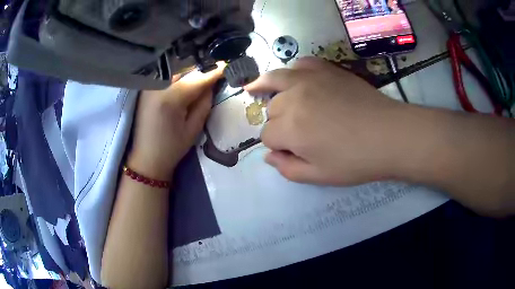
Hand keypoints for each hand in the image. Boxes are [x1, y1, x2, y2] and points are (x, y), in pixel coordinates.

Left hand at [128, 66, 222, 179]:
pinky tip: (185, 82)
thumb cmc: (171, 148)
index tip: (227, 65)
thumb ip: (204, 103)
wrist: (146, 159)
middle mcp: (157, 86)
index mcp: (170, 98)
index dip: (213, 72)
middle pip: (185, 69)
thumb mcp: (193, 128)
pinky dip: (178, 76)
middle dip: (201, 70)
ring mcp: (149, 86)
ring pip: (175, 70)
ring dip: (189, 71)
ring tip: (201, 77)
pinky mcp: (145, 89)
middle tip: (215, 72)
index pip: (197, 79)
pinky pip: (166, 76)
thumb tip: (212, 84)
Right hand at [245, 57, 407, 185]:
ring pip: (275, 81)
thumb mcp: (319, 176)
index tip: (292, 151)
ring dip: (269, 90)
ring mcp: (309, 79)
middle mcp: (293, 99)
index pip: (267, 136)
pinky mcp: (326, 69)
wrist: (389, 135)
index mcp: (290, 129)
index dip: (277, 146)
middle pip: (271, 110)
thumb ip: (288, 169)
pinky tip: (294, 77)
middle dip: (279, 122)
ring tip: (257, 88)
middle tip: (299, 131)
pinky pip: (300, 64)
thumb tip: (269, 156)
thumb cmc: (356, 161)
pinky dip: (293, 71)